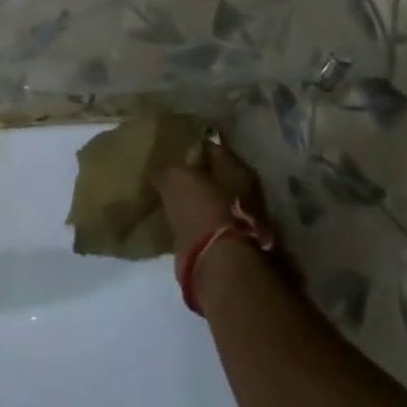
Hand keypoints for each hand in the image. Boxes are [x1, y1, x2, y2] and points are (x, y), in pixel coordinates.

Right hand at [158, 138, 271, 275]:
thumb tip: (162, 172)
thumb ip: (169, 169)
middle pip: (214, 176)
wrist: (215, 260)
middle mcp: (244, 192)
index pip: (213, 148)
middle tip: (168, 170)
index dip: (193, 146)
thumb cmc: (200, 207)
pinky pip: (202, 223)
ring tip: (166, 194)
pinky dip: (190, 221)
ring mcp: (237, 220)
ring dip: (192, 200)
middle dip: (194, 174)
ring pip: (208, 201)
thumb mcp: (176, 177)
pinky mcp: (224, 243)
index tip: (173, 146)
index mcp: (237, 170)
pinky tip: (172, 217)